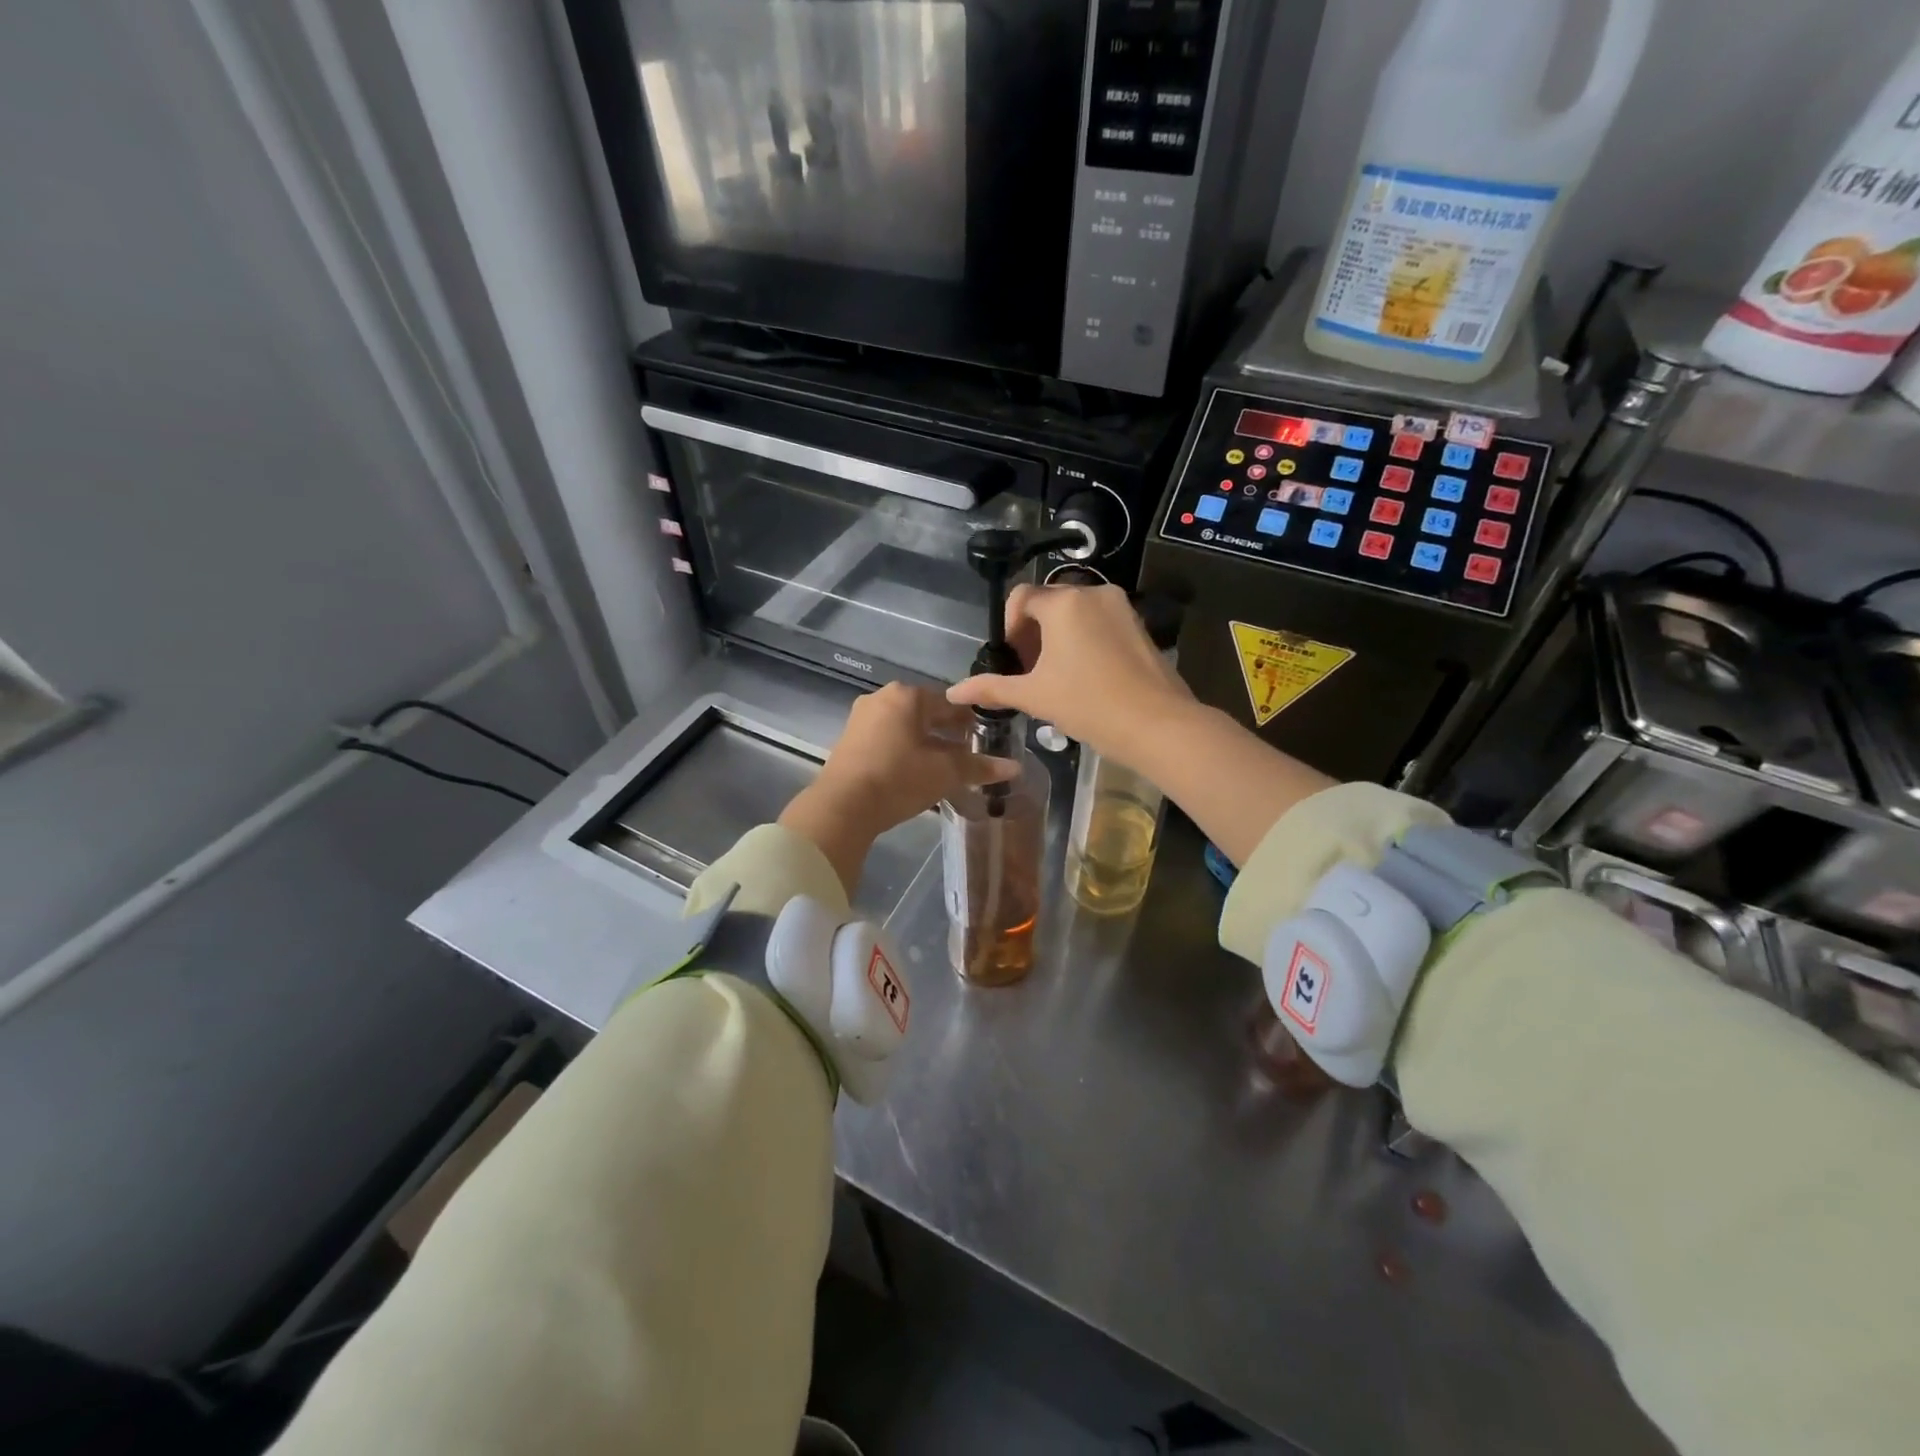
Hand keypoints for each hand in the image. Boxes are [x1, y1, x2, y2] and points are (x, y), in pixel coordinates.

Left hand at [780, 683, 1015, 895]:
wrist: (842, 807)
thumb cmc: (899, 779)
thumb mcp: (945, 772)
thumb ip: (979, 766)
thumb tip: (1015, 767)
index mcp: (907, 695)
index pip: (950, 702)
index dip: (971, 720)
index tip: (985, 738)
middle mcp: (882, 699)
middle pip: (926, 713)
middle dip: (947, 732)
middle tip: (968, 754)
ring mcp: (861, 719)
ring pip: (905, 727)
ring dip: (926, 743)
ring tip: (945, 767)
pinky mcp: (849, 741)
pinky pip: (887, 739)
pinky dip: (905, 751)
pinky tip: (915, 772)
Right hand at [946, 584, 1194, 769]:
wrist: (1157, 725)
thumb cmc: (1088, 704)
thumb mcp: (1034, 696)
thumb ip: (992, 688)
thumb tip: (953, 691)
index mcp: (1064, 602)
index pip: (1021, 598)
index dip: (1009, 629)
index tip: (1014, 661)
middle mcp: (1093, 592)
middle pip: (1049, 604)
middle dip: (1034, 634)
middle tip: (1033, 673)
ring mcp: (1121, 607)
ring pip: (1076, 614)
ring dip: (1059, 639)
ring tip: (1059, 678)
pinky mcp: (1140, 625)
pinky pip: (1100, 623)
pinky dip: (1085, 641)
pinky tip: (1088, 678)